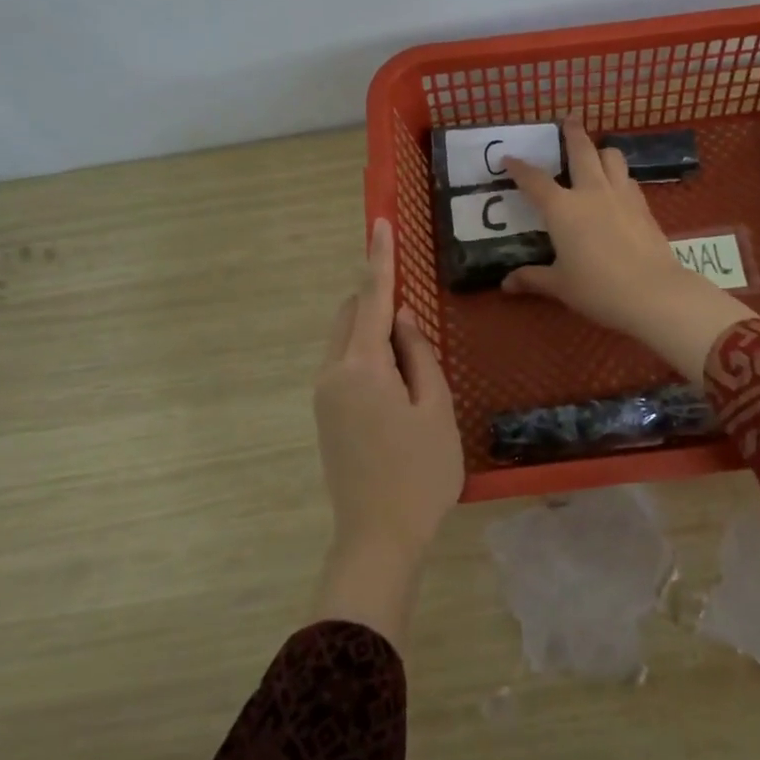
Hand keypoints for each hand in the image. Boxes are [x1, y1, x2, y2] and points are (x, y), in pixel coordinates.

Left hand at [312, 219, 463, 648]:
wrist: (378, 537)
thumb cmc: (421, 473)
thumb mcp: (435, 408)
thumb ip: (417, 354)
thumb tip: (400, 318)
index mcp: (362, 367)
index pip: (370, 298)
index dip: (379, 259)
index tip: (380, 222)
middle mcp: (332, 373)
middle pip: (350, 316)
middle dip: (376, 299)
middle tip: (415, 314)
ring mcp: (324, 396)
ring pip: (345, 340)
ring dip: (372, 330)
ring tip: (413, 358)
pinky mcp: (325, 415)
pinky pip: (344, 364)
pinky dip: (367, 355)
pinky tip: (397, 381)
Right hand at [502, 122, 751, 382]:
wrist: (652, 292)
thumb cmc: (597, 288)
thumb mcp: (560, 285)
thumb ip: (532, 278)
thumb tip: (506, 284)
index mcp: (562, 208)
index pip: (534, 180)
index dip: (519, 167)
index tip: (508, 158)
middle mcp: (591, 192)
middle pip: (581, 150)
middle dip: (572, 132)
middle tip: (568, 119)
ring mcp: (621, 195)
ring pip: (612, 157)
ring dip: (601, 150)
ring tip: (596, 153)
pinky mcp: (643, 206)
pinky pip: (628, 179)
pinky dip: (618, 175)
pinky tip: (617, 187)